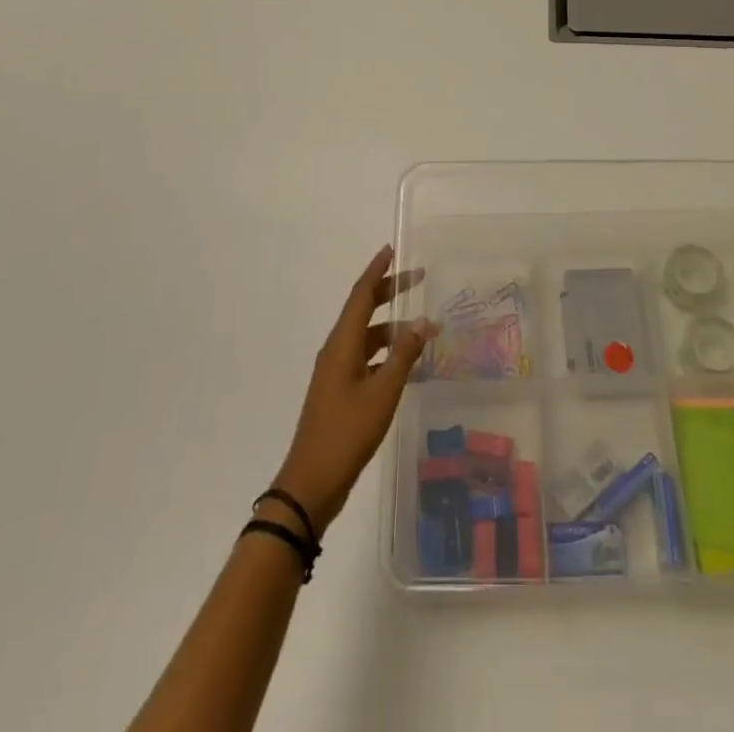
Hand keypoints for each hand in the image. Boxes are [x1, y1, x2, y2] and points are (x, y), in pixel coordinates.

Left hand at [272, 246, 435, 535]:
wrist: (311, 483)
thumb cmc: (347, 433)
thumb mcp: (383, 392)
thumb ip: (404, 355)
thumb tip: (423, 321)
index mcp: (342, 344)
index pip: (361, 295)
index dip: (377, 271)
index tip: (392, 250)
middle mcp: (336, 350)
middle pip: (363, 310)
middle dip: (388, 292)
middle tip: (417, 278)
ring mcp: (336, 372)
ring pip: (366, 336)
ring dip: (392, 327)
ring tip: (422, 328)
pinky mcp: (339, 392)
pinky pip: (365, 358)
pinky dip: (386, 353)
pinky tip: (406, 364)